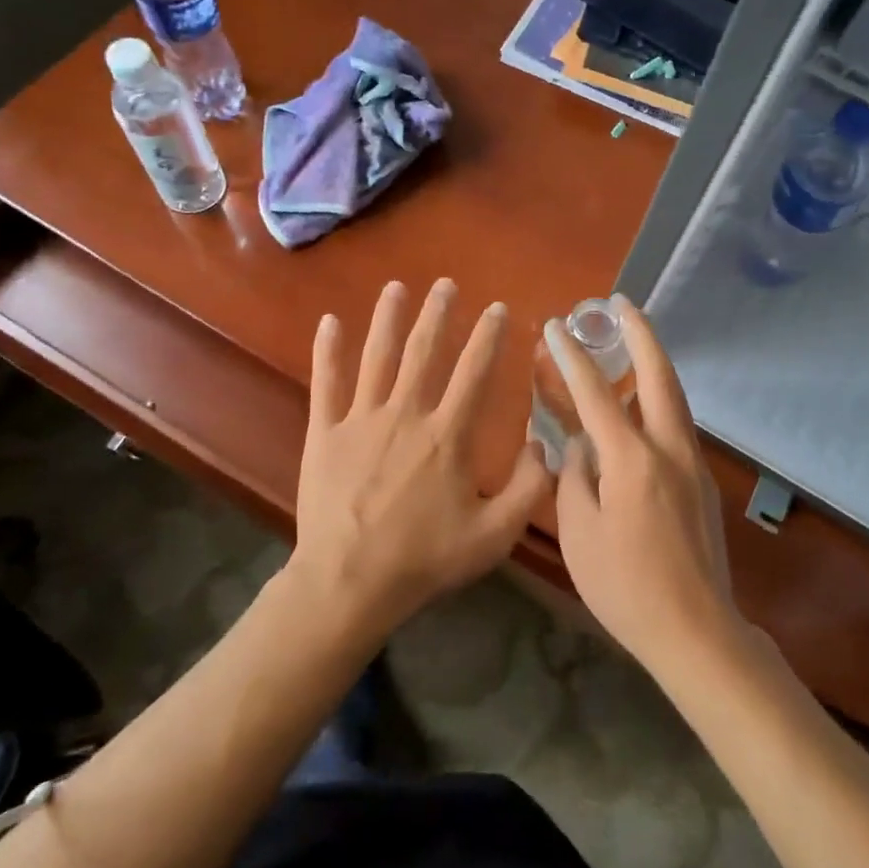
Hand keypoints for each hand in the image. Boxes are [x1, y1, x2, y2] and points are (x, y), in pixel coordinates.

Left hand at [286, 278, 550, 643]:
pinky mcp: (325, 432)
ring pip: (377, 357)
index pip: (474, 372)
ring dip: (388, 319)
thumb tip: (543, 445)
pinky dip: (327, 351)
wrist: (349, 583)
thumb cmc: (425, 559)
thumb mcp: (494, 535)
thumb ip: (529, 489)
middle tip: (445, 284)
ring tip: (397, 288)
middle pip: (424, 352)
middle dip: (438, 314)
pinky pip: (326, 383)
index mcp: (448, 435)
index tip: (497, 308)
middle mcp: (406, 414)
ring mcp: (361, 419)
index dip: (488, 337)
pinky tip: (329, 321)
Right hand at [548, 296, 742, 675]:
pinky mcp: (702, 481)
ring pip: (674, 396)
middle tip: (622, 305)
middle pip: (657, 374)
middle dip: (640, 334)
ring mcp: (692, 462)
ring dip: (653, 362)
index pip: (595, 394)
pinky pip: (677, 422)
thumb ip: (575, 478)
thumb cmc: (625, 586)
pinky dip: (660, 397)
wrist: (696, 629)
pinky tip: (644, 404)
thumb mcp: (579, 532)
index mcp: (631, 459)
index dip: (572, 357)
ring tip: (633, 341)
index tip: (557, 327)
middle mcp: (668, 448)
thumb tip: (579, 446)